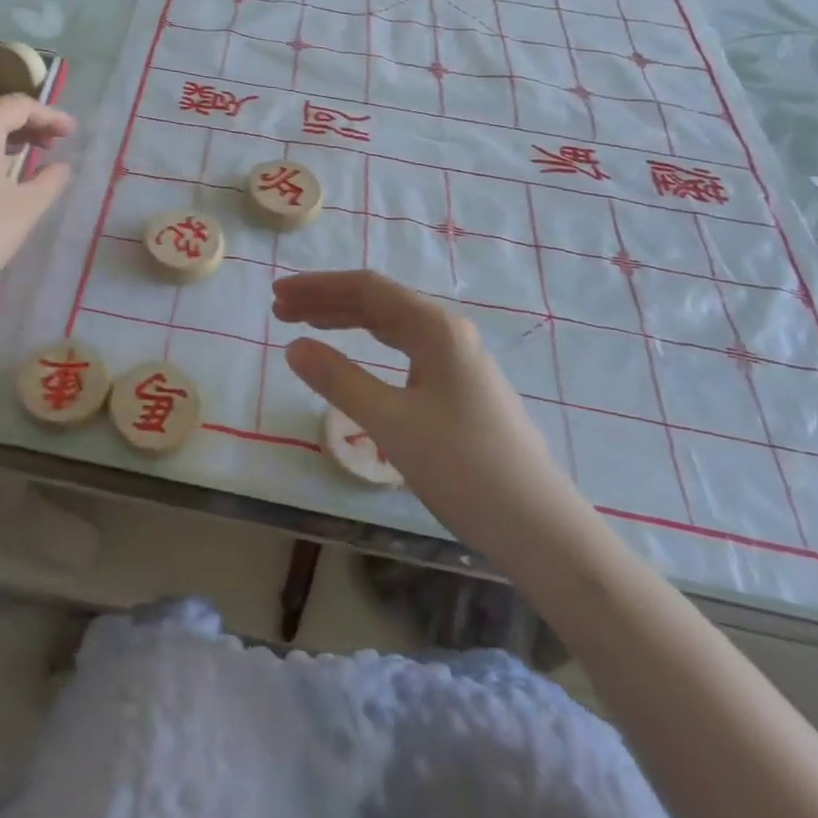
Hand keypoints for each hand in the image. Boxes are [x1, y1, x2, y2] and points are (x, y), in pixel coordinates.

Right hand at [273, 270, 585, 566]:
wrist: (541, 530)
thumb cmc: (463, 468)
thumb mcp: (391, 422)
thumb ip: (339, 379)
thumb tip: (294, 347)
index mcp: (435, 328)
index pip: (366, 288)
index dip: (317, 287)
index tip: (277, 294)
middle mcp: (448, 333)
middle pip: (378, 302)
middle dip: (326, 302)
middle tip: (280, 311)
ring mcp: (458, 361)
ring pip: (391, 326)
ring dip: (346, 322)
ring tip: (305, 326)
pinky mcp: (460, 388)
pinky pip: (404, 349)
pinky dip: (368, 346)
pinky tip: (354, 356)